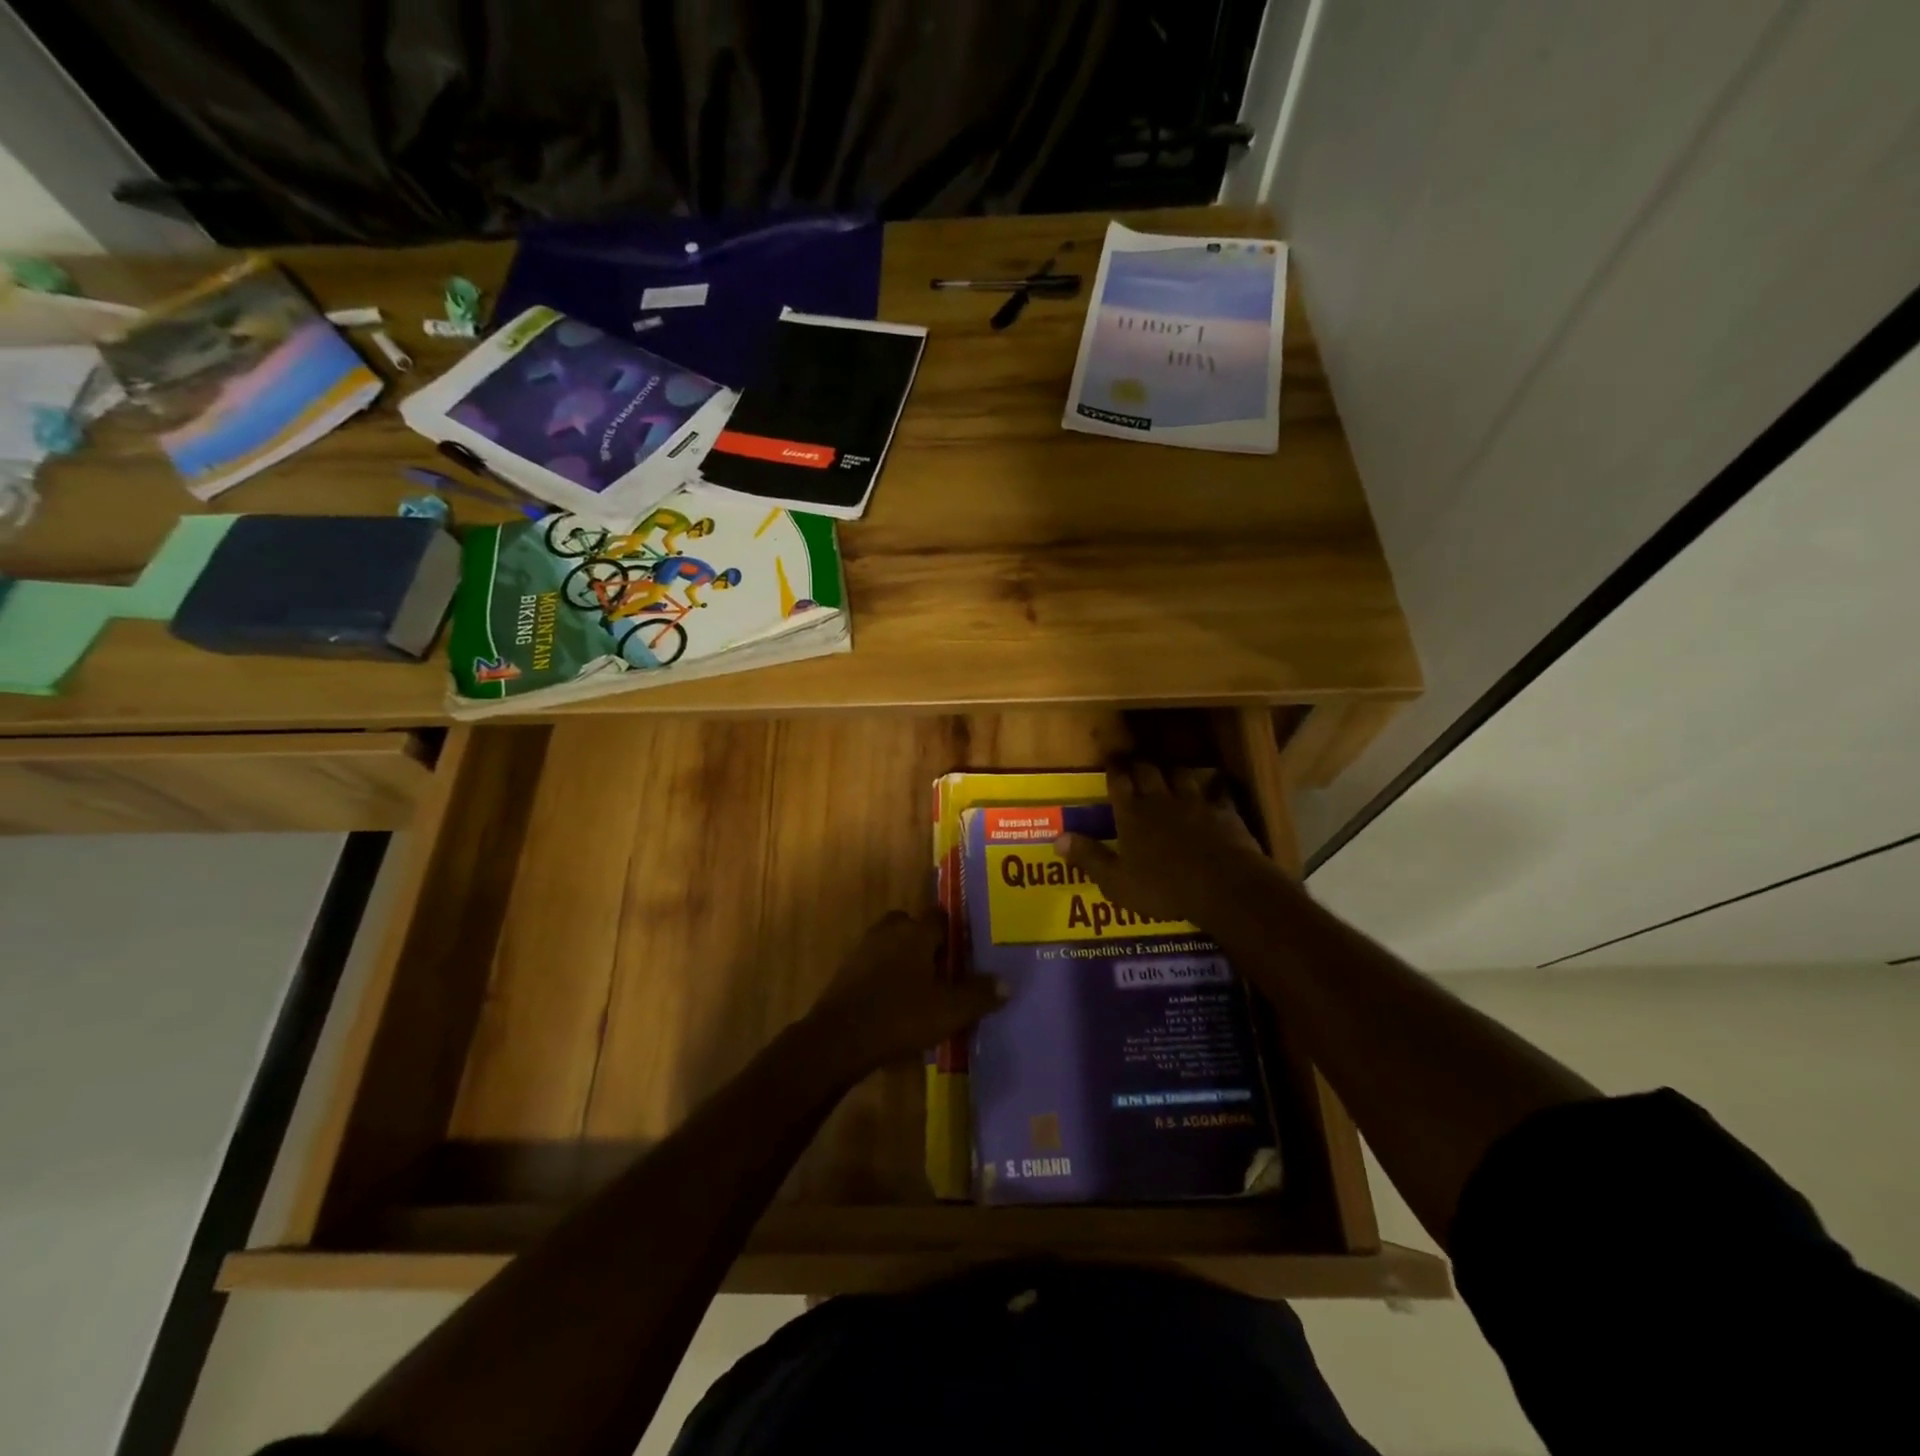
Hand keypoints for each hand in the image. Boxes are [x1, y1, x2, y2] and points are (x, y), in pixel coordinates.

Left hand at [803, 908, 1006, 1071]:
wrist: (838, 1039)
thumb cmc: (900, 1016)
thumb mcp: (949, 1010)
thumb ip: (979, 994)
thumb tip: (1008, 983)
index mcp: (916, 932)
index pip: (940, 916)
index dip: (955, 932)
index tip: (967, 952)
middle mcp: (889, 932)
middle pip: (913, 927)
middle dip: (927, 944)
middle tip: (945, 970)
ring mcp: (864, 950)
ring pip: (892, 946)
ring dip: (906, 961)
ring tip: (923, 990)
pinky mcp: (847, 972)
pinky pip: (875, 966)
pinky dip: (887, 978)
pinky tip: (897, 1005)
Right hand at [1054, 761, 1278, 928]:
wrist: (1222, 886)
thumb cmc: (1163, 888)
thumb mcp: (1116, 881)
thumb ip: (1089, 857)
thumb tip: (1057, 839)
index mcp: (1132, 815)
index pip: (1118, 782)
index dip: (1113, 769)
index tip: (1110, 758)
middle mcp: (1161, 801)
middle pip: (1148, 771)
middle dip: (1139, 764)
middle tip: (1135, 761)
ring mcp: (1195, 804)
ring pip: (1181, 775)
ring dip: (1173, 771)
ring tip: (1169, 769)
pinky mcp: (1224, 813)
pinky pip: (1219, 792)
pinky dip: (1215, 787)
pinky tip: (1216, 787)